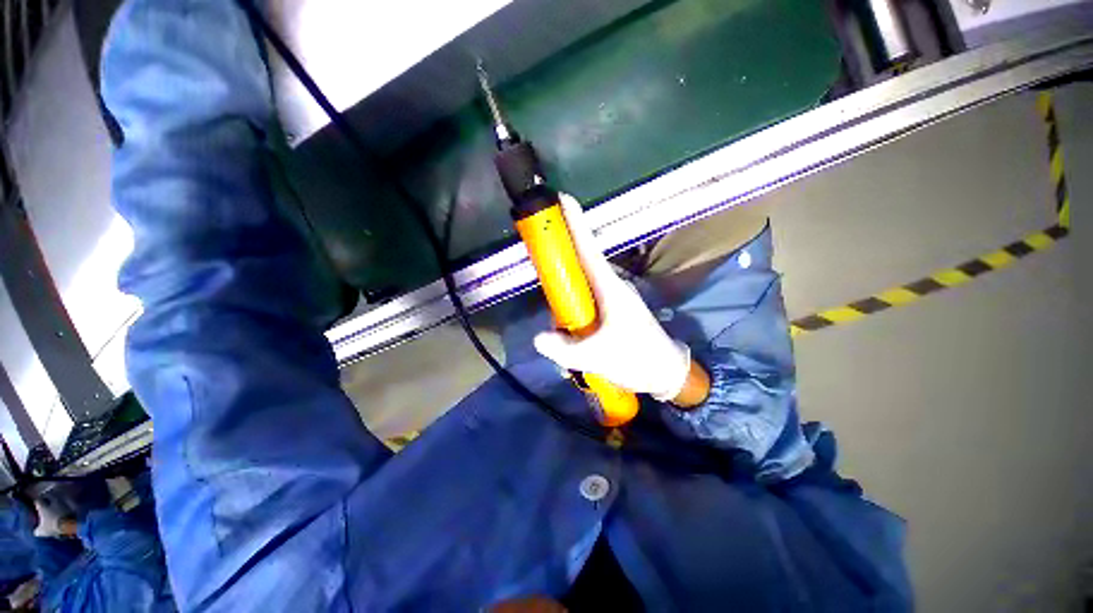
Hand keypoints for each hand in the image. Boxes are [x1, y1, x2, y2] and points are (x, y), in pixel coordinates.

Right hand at [533, 195, 691, 400]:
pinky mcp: (610, 310)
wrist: (666, 372)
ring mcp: (610, 297)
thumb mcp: (597, 357)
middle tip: (544, 272)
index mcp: (610, 287)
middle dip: (560, 260)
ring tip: (560, 326)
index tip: (561, 199)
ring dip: (565, 295)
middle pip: (579, 262)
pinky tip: (568, 334)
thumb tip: (538, 338)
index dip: (575, 222)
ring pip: (580, 284)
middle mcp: (610, 286)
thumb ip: (563, 349)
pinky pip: (584, 300)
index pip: (588, 248)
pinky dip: (572, 310)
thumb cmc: (637, 358)